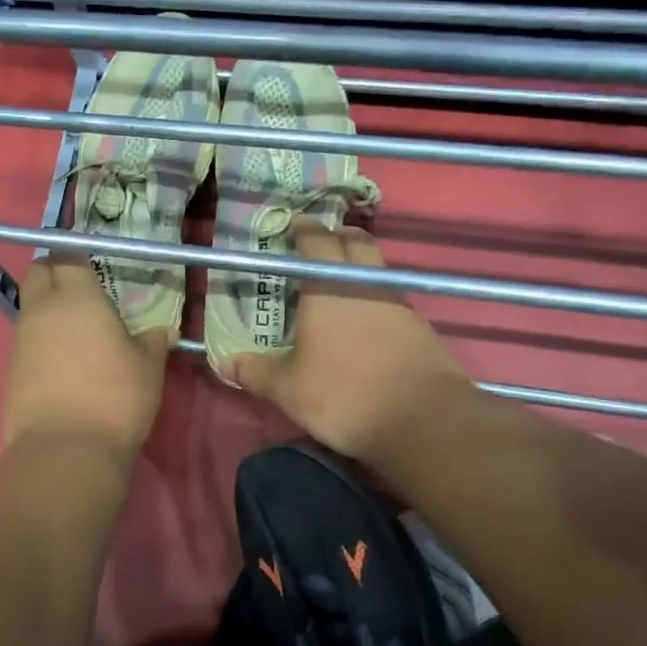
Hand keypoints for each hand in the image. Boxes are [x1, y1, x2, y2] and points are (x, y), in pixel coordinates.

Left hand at [4, 255, 170, 463]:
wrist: (66, 450)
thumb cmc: (115, 398)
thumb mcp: (148, 369)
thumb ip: (153, 343)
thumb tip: (162, 333)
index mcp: (77, 297)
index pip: (68, 256)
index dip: (79, 258)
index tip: (95, 269)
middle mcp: (41, 310)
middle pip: (37, 274)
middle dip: (54, 274)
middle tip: (82, 294)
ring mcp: (20, 341)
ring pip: (29, 309)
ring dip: (48, 312)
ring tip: (77, 335)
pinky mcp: (10, 371)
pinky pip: (25, 343)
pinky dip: (41, 344)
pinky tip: (63, 367)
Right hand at [228, 221, 466, 464]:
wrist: (422, 419)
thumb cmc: (343, 394)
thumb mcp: (287, 389)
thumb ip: (254, 372)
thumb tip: (224, 362)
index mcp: (328, 288)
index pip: (317, 242)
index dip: (305, 230)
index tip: (295, 226)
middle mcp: (366, 284)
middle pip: (356, 243)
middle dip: (338, 237)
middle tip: (319, 246)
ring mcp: (399, 304)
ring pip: (377, 270)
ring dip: (359, 268)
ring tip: (339, 287)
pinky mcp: (421, 328)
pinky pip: (393, 299)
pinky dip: (376, 300)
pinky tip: (366, 325)